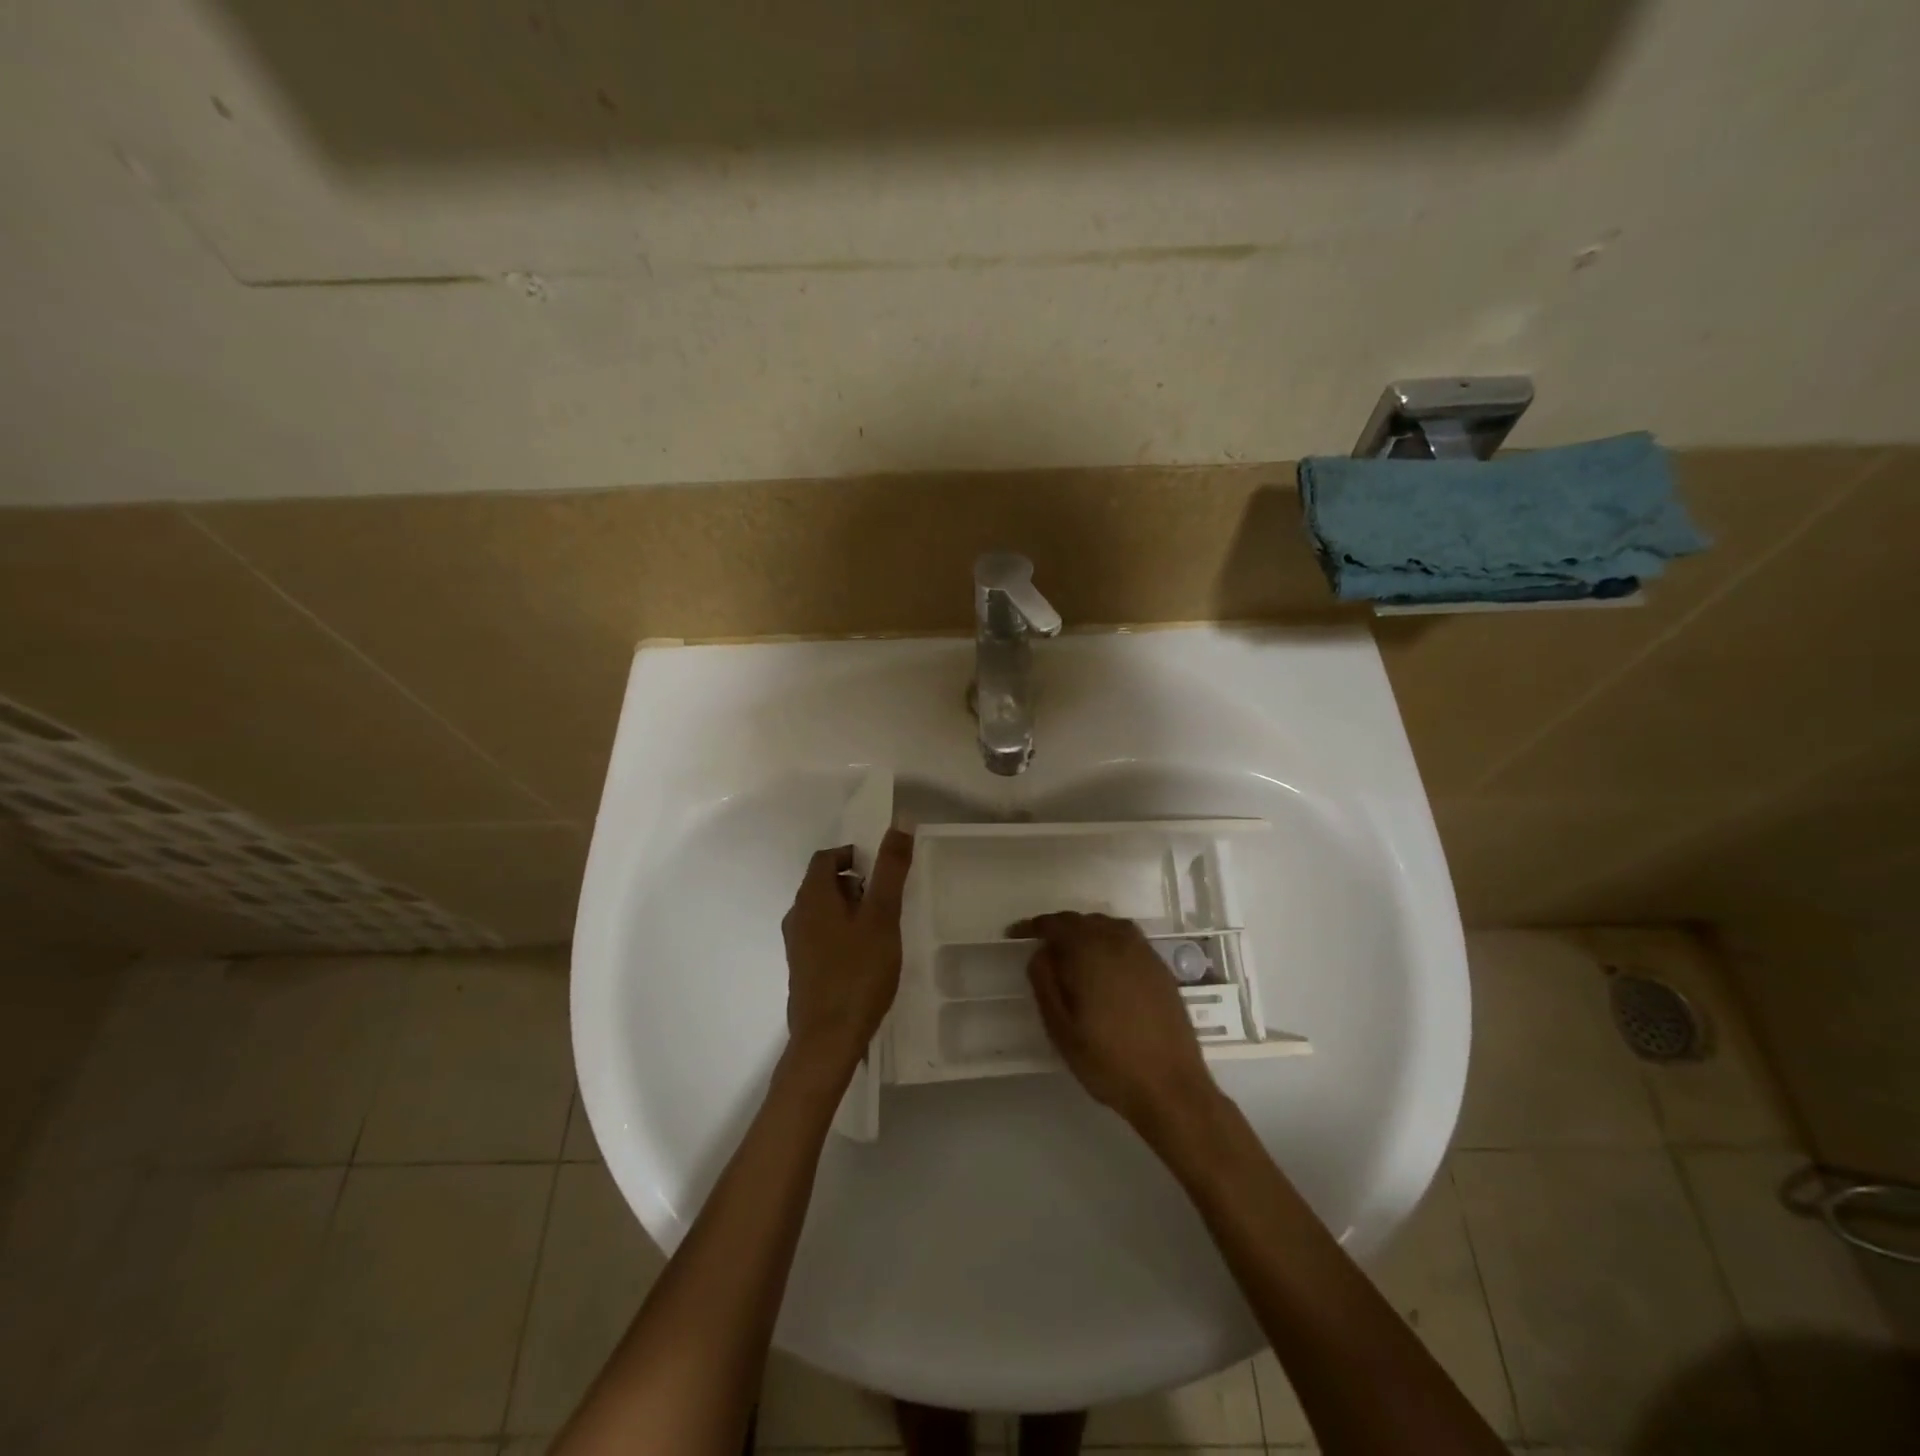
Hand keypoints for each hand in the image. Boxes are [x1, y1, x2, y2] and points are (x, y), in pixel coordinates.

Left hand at [782, 828, 913, 1071]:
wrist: (828, 1038)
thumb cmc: (858, 971)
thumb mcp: (882, 916)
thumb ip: (890, 870)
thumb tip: (899, 822)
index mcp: (812, 897)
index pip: (827, 857)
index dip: (853, 855)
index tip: (882, 871)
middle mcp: (797, 915)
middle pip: (824, 883)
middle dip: (856, 884)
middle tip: (887, 902)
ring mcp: (797, 945)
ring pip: (824, 911)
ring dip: (851, 910)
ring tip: (881, 931)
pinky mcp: (802, 969)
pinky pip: (822, 936)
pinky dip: (843, 934)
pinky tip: (866, 958)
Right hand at [1015, 912, 1221, 1133]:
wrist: (1171, 1087)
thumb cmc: (1108, 1061)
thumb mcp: (1061, 1029)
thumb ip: (1045, 983)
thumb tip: (1040, 952)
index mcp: (1090, 953)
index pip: (1055, 925)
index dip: (1032, 926)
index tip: (1014, 935)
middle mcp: (1118, 942)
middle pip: (1082, 920)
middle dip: (1058, 927)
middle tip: (1040, 946)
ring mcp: (1144, 953)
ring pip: (1107, 925)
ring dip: (1085, 930)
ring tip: (1071, 952)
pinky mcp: (1160, 968)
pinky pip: (1127, 938)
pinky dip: (1108, 940)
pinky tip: (1104, 964)